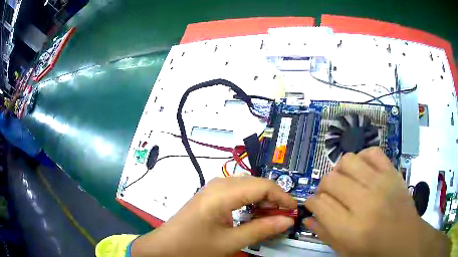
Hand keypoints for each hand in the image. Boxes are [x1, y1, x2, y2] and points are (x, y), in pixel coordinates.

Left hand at [131, 176, 296, 256]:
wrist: (165, 247)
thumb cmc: (195, 246)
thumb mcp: (230, 242)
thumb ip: (261, 230)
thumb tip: (288, 220)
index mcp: (222, 193)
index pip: (263, 186)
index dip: (282, 196)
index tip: (294, 210)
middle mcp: (218, 184)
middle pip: (256, 183)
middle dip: (273, 198)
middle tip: (284, 216)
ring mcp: (213, 188)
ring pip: (247, 186)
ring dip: (262, 199)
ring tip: (271, 216)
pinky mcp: (210, 195)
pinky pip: (237, 192)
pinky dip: (250, 201)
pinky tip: (253, 214)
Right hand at [303, 147, 450, 255]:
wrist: (404, 237)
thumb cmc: (372, 250)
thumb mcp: (344, 250)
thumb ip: (324, 233)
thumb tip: (307, 218)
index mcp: (349, 227)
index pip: (318, 204)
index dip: (311, 203)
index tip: (313, 205)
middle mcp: (363, 201)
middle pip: (330, 180)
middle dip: (323, 187)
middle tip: (328, 195)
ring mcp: (380, 182)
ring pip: (348, 162)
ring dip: (340, 171)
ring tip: (344, 181)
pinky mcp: (391, 172)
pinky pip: (372, 152)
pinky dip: (362, 157)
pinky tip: (362, 169)